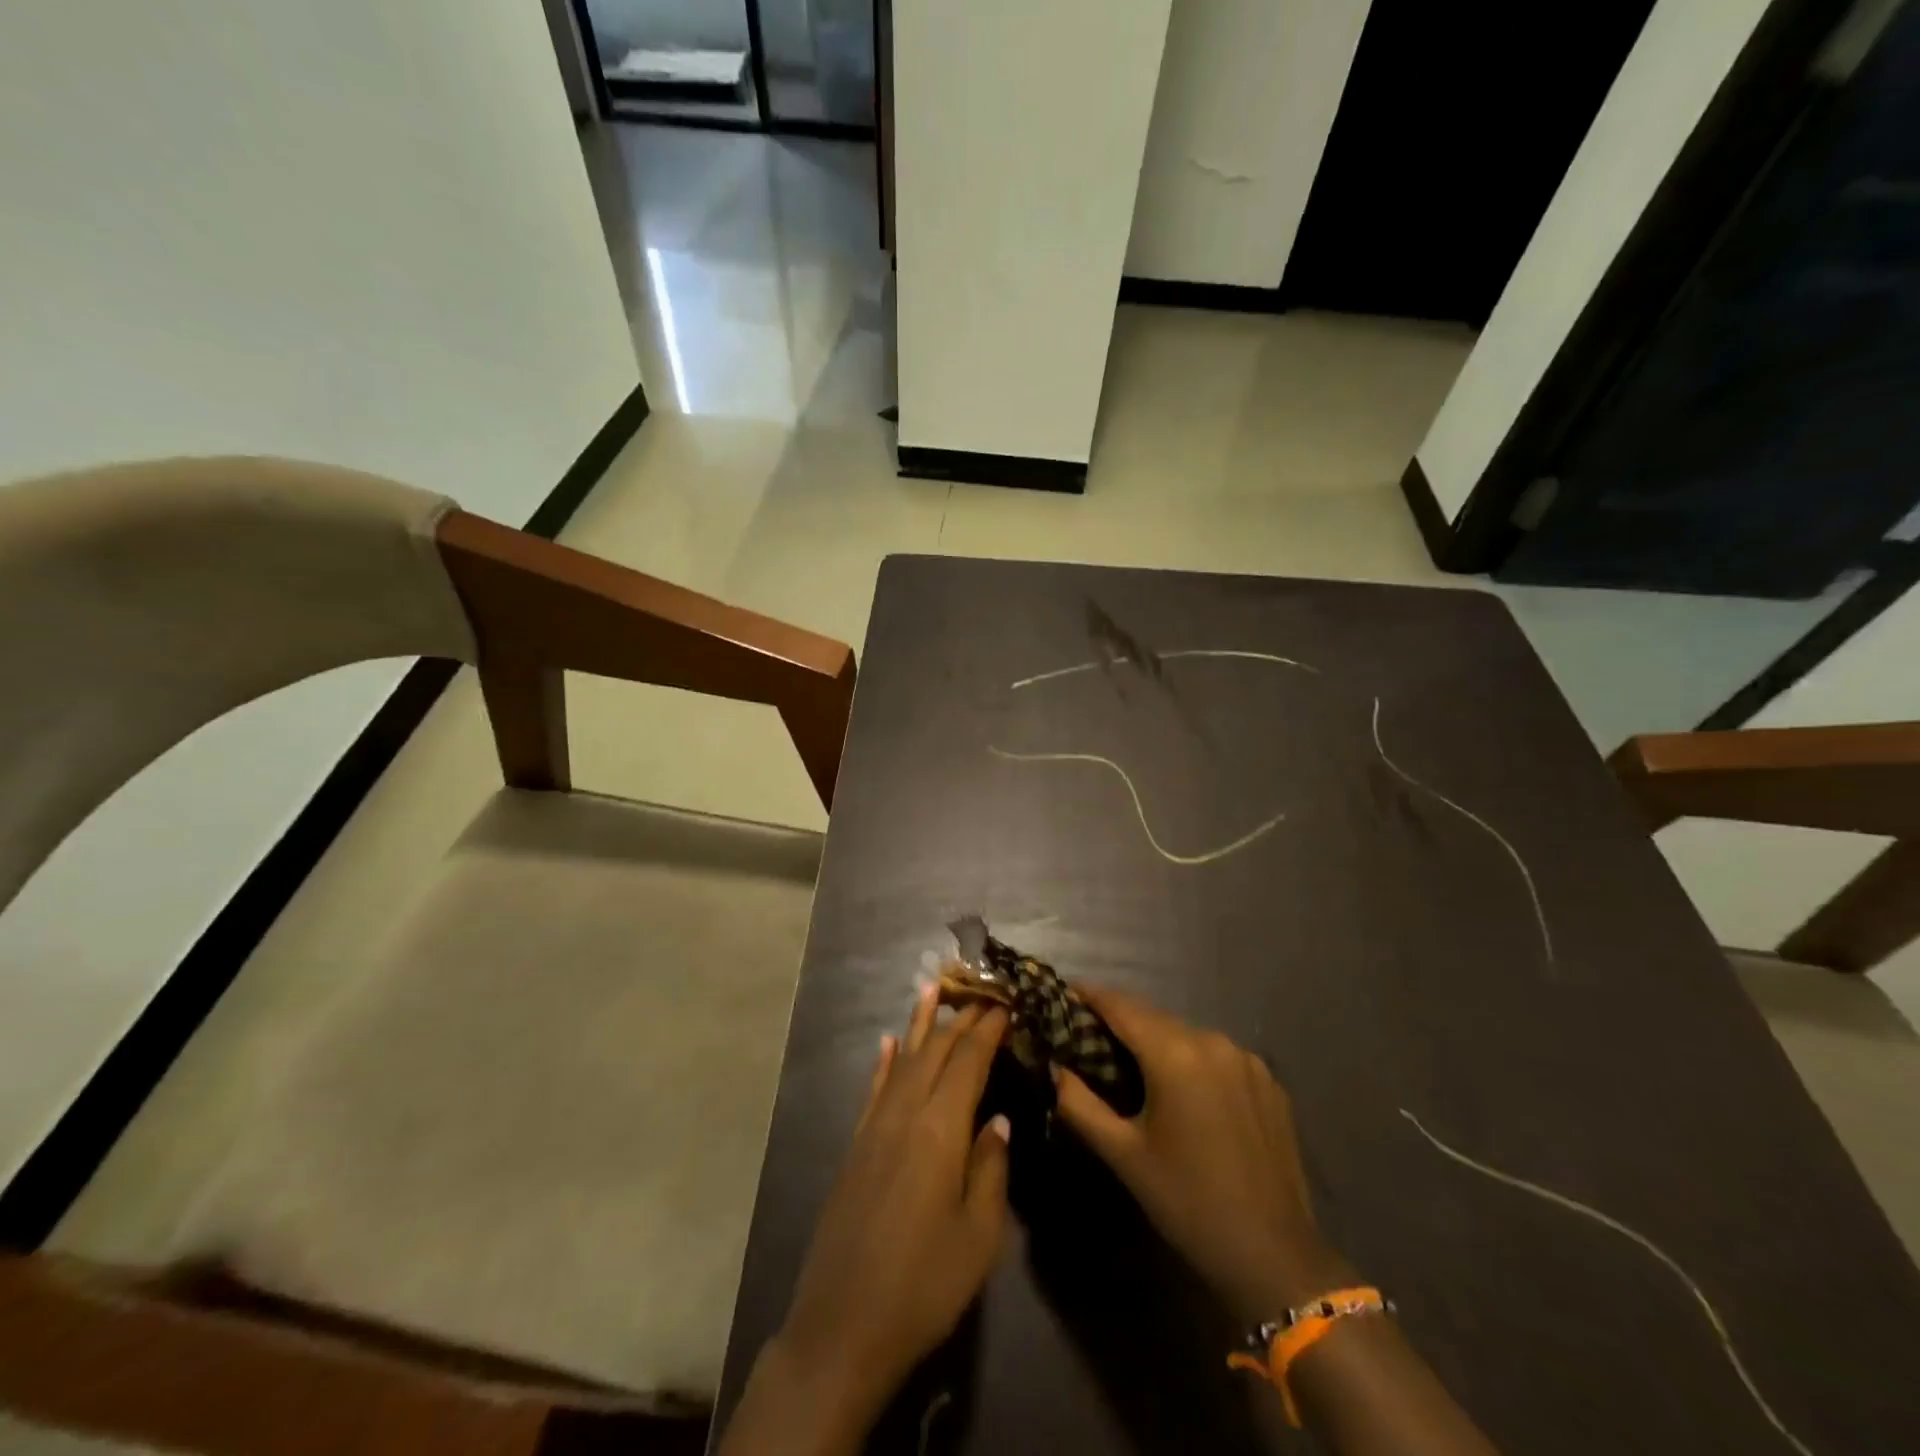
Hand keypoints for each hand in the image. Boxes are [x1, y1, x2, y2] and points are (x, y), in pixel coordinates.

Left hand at [772, 986, 1011, 1434]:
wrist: (842, 1327)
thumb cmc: (923, 1286)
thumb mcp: (978, 1237)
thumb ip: (991, 1168)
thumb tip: (997, 1119)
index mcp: (940, 1130)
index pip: (968, 1061)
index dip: (988, 1029)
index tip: (1006, 1003)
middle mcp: (905, 1113)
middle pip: (935, 1051)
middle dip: (960, 1018)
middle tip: (982, 992)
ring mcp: (875, 1127)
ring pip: (902, 1059)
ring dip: (920, 1023)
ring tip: (933, 987)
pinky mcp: (856, 1146)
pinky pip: (874, 1088)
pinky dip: (885, 1061)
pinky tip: (889, 1042)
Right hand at [1051, 987, 1353, 1320]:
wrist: (1275, 1257)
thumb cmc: (1188, 1203)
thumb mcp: (1124, 1155)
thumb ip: (1079, 1104)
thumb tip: (1055, 1067)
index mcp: (1175, 1054)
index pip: (1121, 1005)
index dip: (1089, 994)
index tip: (1064, 993)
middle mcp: (1212, 1041)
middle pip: (1153, 1017)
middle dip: (1119, 1020)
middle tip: (1088, 1035)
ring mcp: (1246, 1059)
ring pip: (1185, 1035)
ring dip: (1156, 1041)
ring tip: (1132, 1064)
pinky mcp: (1268, 1081)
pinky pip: (1216, 1055)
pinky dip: (1191, 1060)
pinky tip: (1182, 1091)